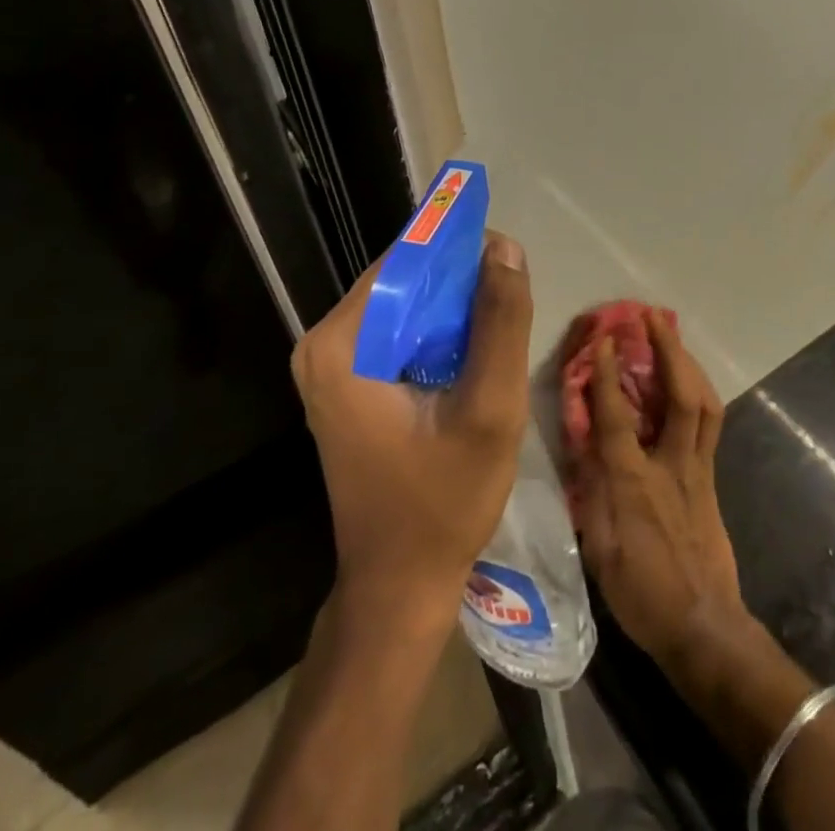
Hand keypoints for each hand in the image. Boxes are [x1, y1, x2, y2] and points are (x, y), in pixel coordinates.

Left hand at [292, 232, 533, 630]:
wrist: (400, 585)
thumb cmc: (444, 501)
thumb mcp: (490, 409)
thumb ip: (501, 322)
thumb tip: (505, 248)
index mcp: (341, 344)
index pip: (405, 261)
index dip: (459, 249)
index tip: (507, 259)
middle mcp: (323, 345)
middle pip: (403, 281)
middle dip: (459, 283)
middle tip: (510, 303)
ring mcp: (331, 366)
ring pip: (405, 305)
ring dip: (454, 309)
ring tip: (499, 330)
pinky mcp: (347, 384)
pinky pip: (400, 333)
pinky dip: (438, 334)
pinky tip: (473, 354)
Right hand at [571, 310, 750, 672]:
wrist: (704, 626)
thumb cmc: (642, 593)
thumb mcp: (599, 549)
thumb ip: (590, 490)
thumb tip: (581, 443)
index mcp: (634, 483)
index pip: (617, 416)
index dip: (608, 373)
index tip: (603, 337)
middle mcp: (671, 465)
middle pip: (679, 396)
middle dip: (667, 350)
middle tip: (652, 316)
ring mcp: (698, 469)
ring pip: (705, 404)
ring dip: (689, 364)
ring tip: (673, 337)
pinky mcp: (711, 478)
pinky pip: (710, 423)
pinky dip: (699, 393)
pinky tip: (688, 383)